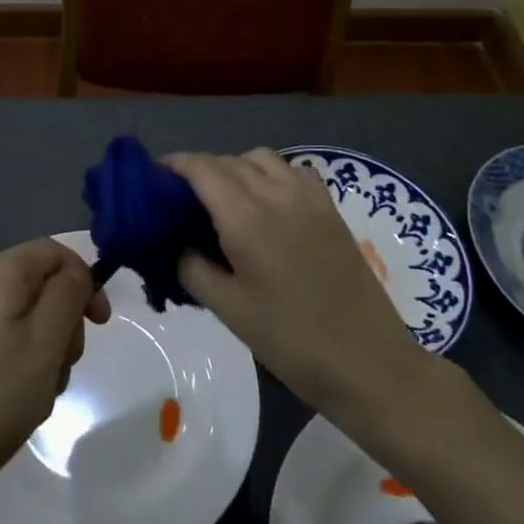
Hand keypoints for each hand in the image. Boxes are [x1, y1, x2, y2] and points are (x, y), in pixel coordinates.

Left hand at [0, 238, 109, 505]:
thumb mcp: (46, 338)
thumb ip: (69, 293)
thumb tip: (77, 272)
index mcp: (2, 273)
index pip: (56, 252)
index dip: (84, 279)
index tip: (100, 322)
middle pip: (48, 288)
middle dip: (68, 324)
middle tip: (64, 361)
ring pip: (37, 325)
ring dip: (53, 355)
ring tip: (42, 391)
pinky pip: (18, 350)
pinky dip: (33, 372)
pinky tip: (26, 404)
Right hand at [166, 149, 437, 418]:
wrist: (370, 364)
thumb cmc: (292, 342)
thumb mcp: (229, 310)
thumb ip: (192, 269)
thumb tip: (176, 246)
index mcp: (247, 218)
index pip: (202, 168)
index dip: (174, 165)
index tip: (153, 178)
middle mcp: (277, 194)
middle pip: (229, 160)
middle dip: (200, 170)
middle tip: (181, 199)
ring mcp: (309, 198)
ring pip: (261, 159)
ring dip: (235, 168)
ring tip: (224, 200)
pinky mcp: (330, 209)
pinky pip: (292, 171)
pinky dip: (270, 174)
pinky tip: (266, 204)